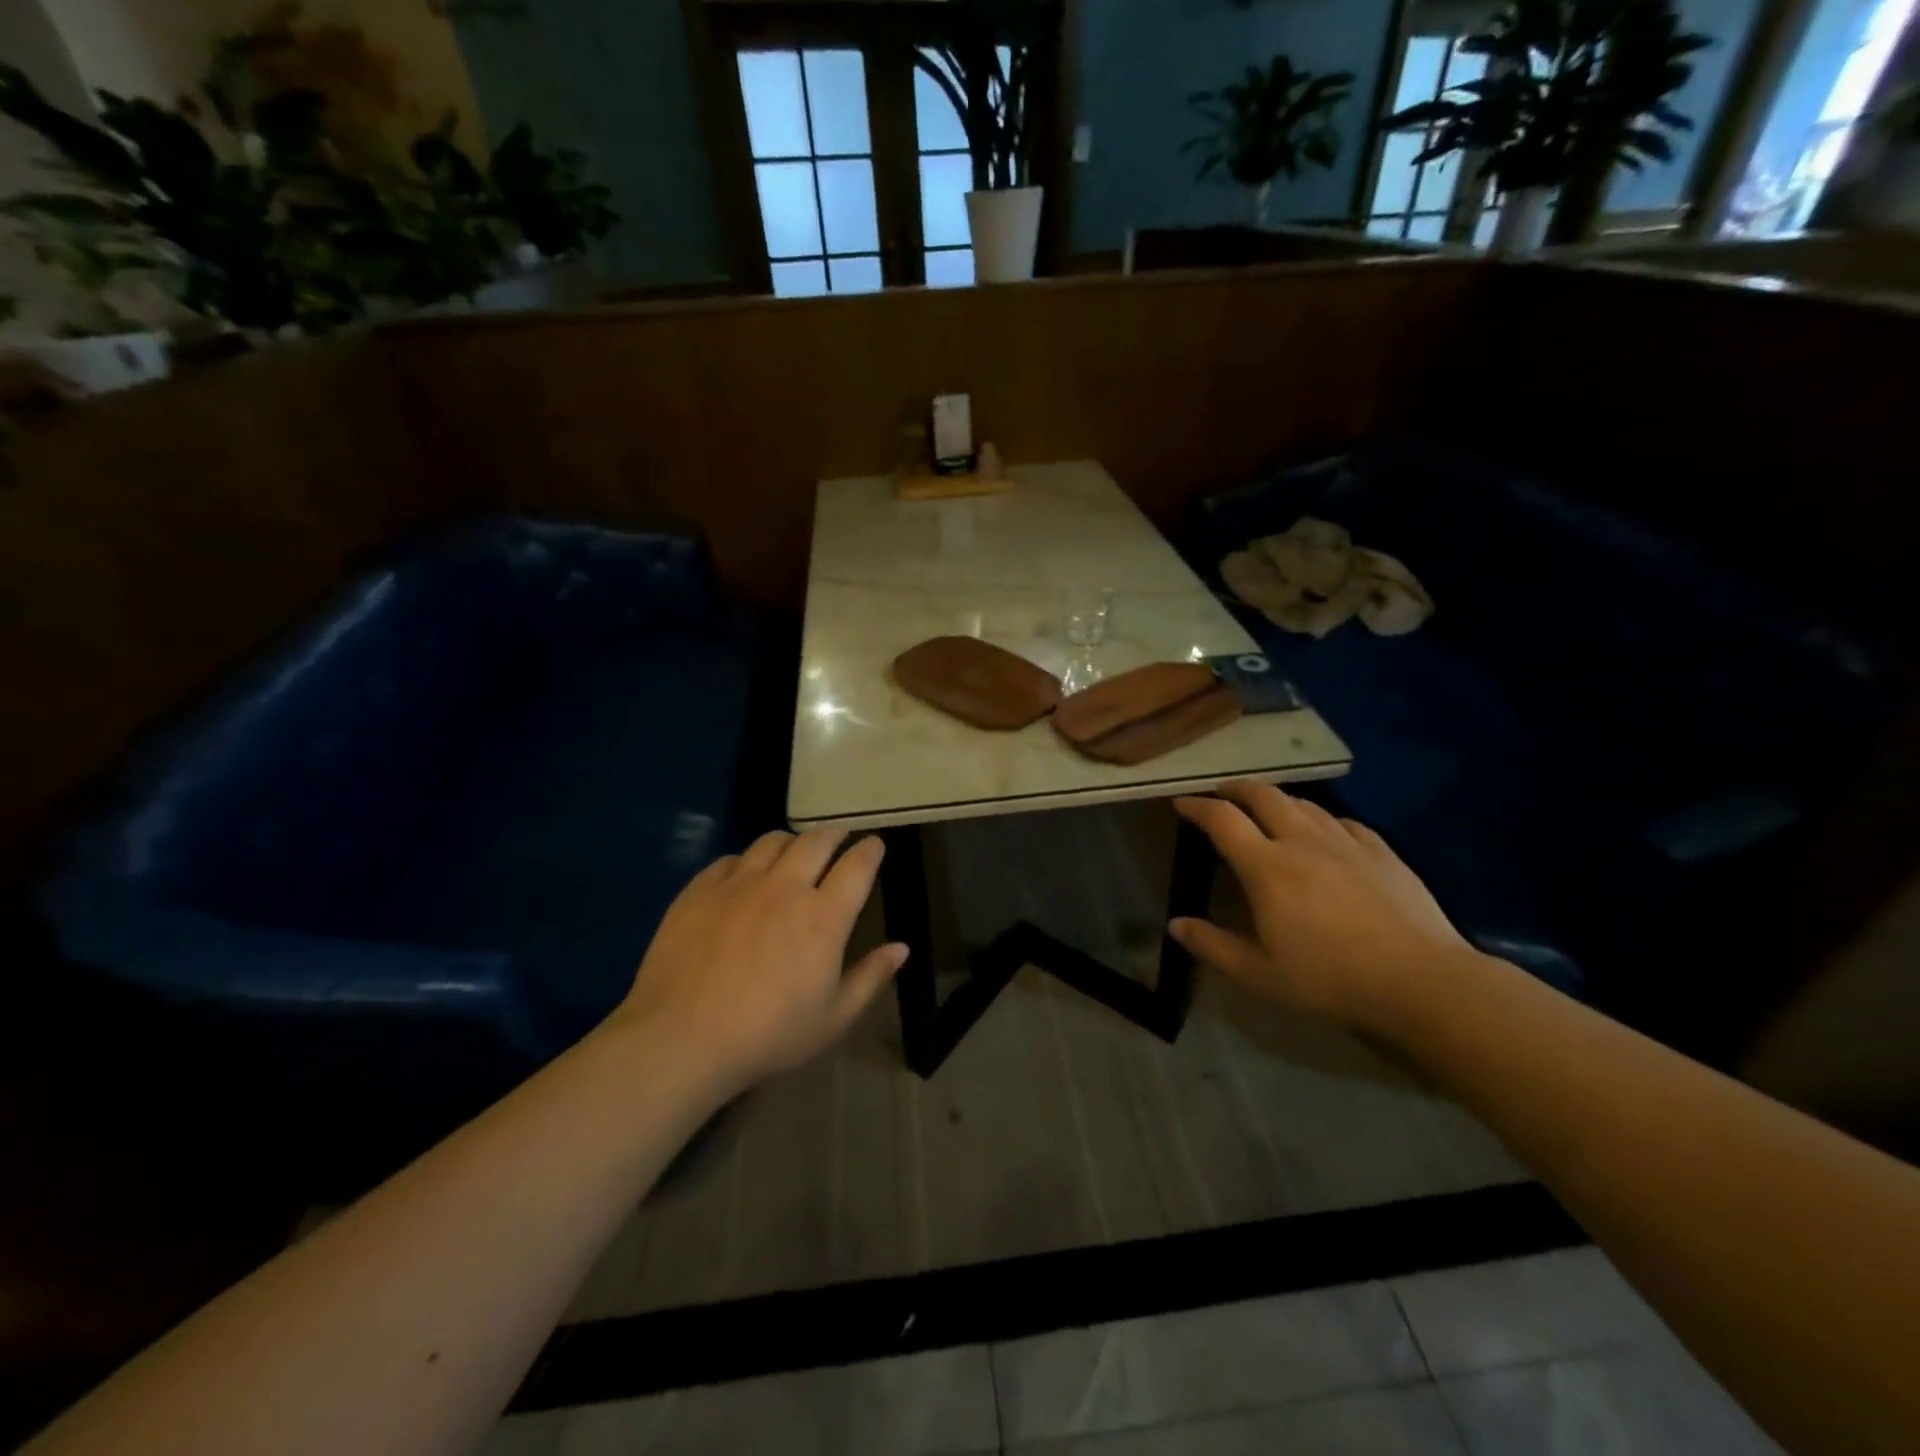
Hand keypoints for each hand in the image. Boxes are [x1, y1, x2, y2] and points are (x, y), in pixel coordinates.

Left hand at [612, 830, 907, 1090]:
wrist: (681, 1039)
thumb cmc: (767, 1036)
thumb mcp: (832, 1019)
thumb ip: (870, 978)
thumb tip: (901, 947)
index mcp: (824, 917)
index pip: (857, 866)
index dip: (870, 850)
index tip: (874, 845)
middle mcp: (786, 887)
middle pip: (817, 841)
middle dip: (834, 834)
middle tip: (839, 838)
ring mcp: (740, 884)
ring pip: (773, 841)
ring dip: (792, 842)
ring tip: (793, 852)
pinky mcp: (700, 889)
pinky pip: (731, 859)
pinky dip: (748, 861)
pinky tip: (745, 876)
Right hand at [1170, 782, 1475, 1027]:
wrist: (1420, 980)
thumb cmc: (1330, 978)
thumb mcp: (1259, 974)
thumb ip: (1213, 946)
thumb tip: (1175, 924)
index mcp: (1266, 867)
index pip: (1222, 819)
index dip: (1197, 806)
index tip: (1182, 802)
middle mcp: (1301, 841)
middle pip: (1263, 795)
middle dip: (1237, 788)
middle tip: (1223, 794)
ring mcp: (1345, 842)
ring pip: (1303, 803)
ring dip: (1277, 799)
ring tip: (1268, 809)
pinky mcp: (1381, 851)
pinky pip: (1342, 821)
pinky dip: (1321, 819)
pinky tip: (1324, 832)